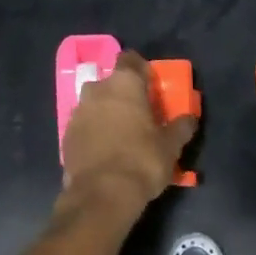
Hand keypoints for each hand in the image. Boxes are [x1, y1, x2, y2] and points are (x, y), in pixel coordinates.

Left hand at [61, 52, 196, 215]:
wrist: (101, 195)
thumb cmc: (141, 161)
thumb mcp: (171, 146)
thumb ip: (181, 127)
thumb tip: (190, 118)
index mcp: (124, 83)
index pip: (130, 59)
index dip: (141, 70)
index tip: (151, 86)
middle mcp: (97, 89)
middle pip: (112, 82)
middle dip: (123, 94)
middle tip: (139, 115)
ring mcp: (78, 111)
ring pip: (96, 103)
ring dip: (107, 113)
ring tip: (122, 135)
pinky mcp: (66, 135)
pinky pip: (84, 125)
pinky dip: (94, 132)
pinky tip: (105, 151)